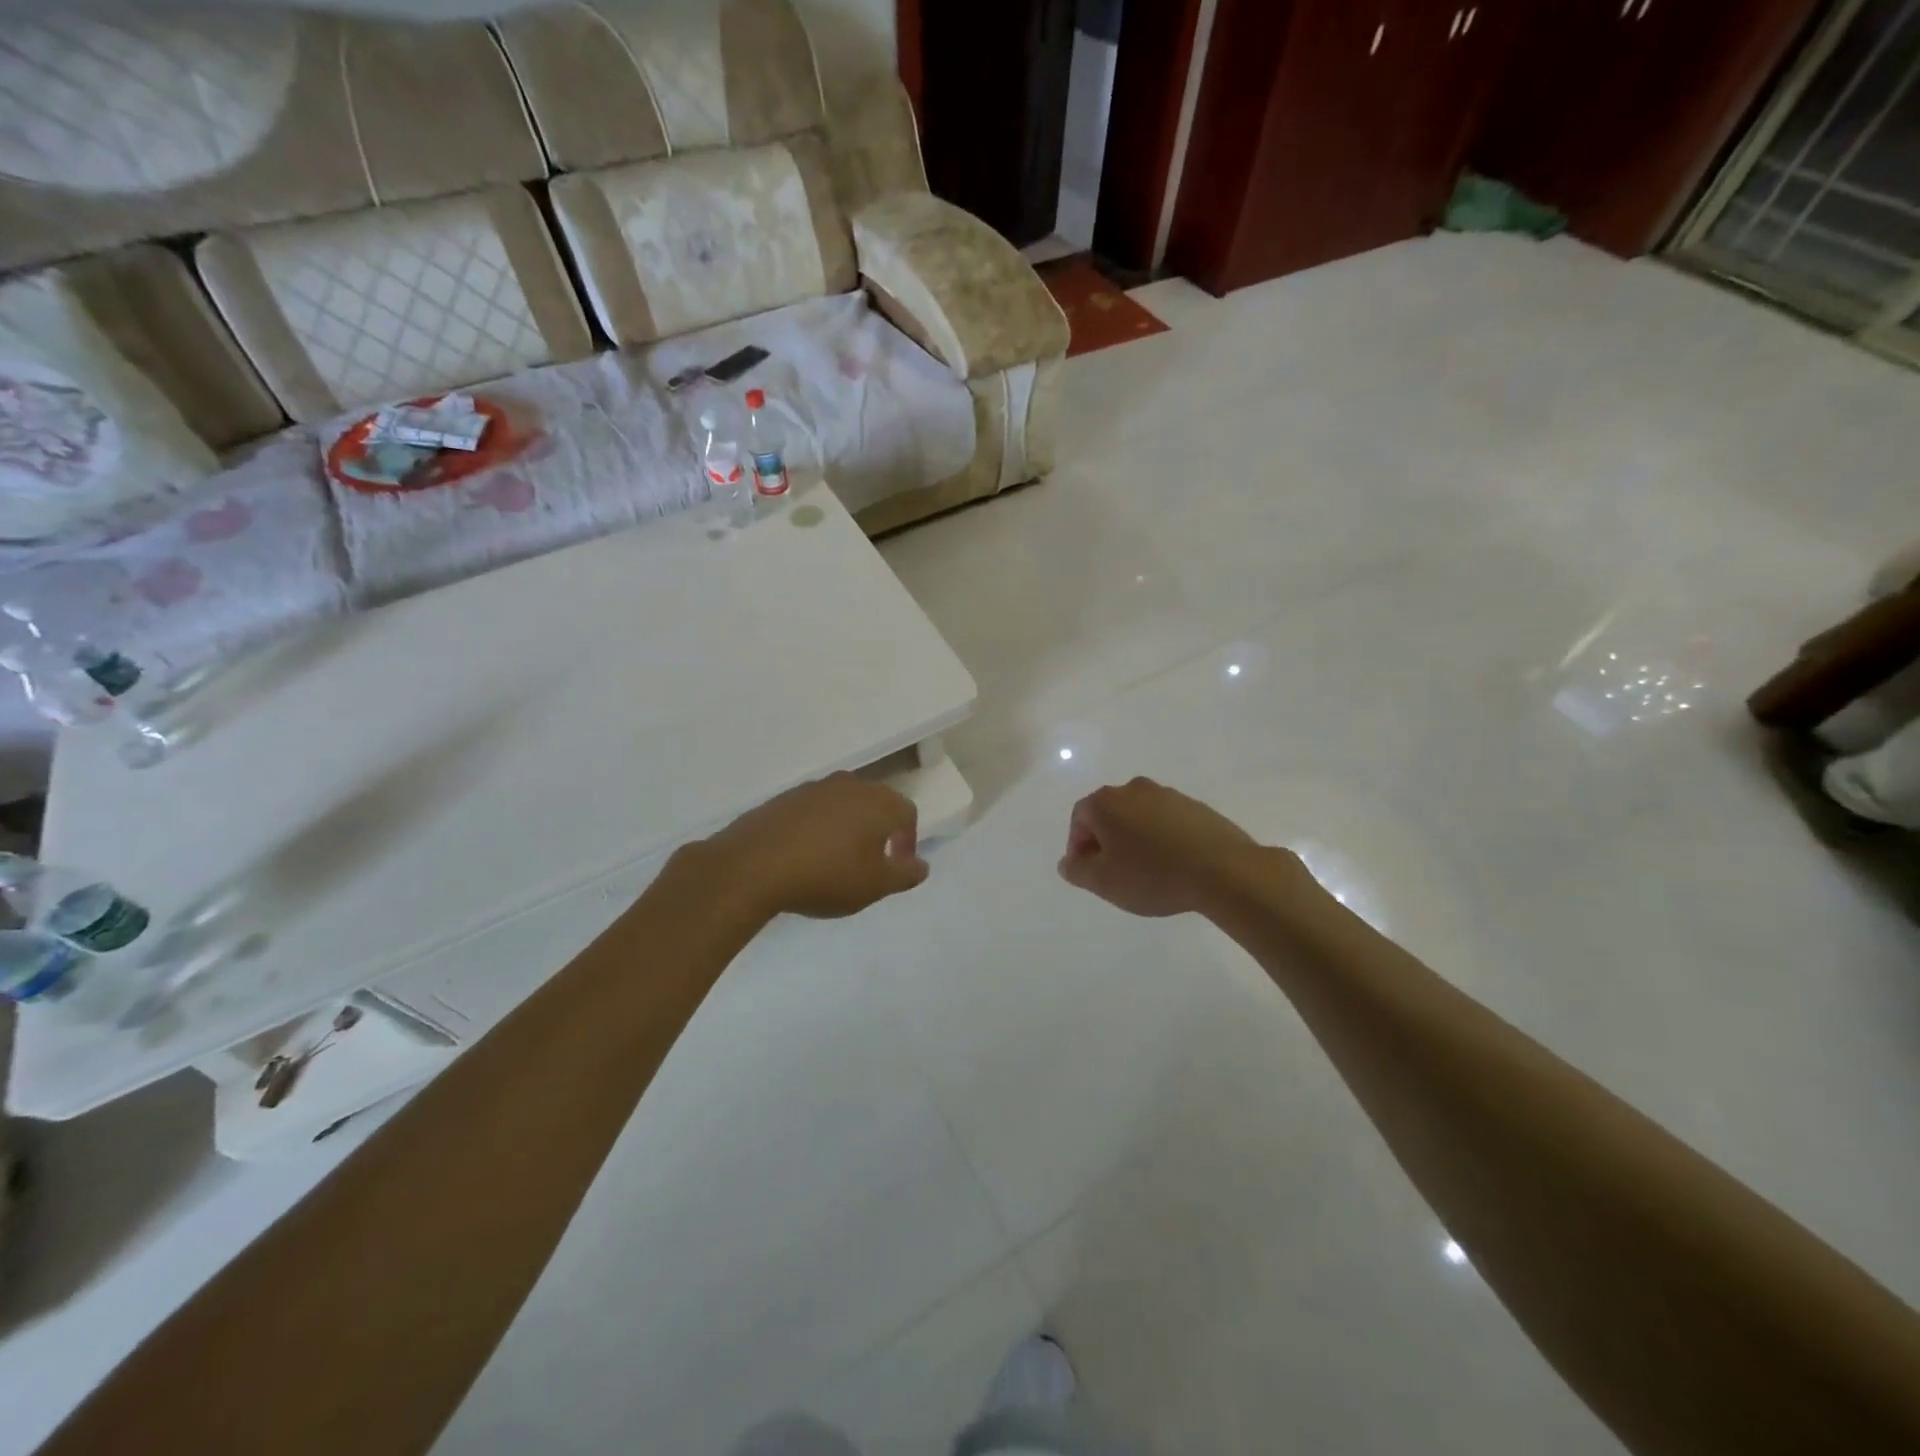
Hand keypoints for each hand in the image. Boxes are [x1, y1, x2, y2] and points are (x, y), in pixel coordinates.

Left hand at [701, 772, 928, 919]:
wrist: (752, 866)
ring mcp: (812, 789)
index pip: (907, 813)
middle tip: (871, 862)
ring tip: (836, 860)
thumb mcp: (875, 885)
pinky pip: (812, 812)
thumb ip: (905, 874)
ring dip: (846, 828)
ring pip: (842, 805)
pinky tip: (805, 856)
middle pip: (874, 804)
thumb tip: (921, 865)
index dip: (908, 840)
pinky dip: (817, 829)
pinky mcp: (782, 799)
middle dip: (878, 830)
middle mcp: (848, 785)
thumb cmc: (826, 876)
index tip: (898, 867)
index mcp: (877, 802)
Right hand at [1058, 777, 1272, 917]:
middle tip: (1114, 872)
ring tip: (1145, 870)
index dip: (1078, 846)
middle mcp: (1134, 789)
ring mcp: (1168, 795)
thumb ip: (1077, 870)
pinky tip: (1172, 864)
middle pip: (1109, 813)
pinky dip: (1162, 838)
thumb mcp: (1104, 882)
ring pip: (1139, 816)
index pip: (1079, 819)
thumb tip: (1067, 862)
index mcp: (1106, 802)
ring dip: (1135, 838)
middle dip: (1106, 841)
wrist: (1223, 870)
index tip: (1089, 872)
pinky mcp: (1195, 806)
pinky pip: (1166, 821)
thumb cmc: (1152, 875)